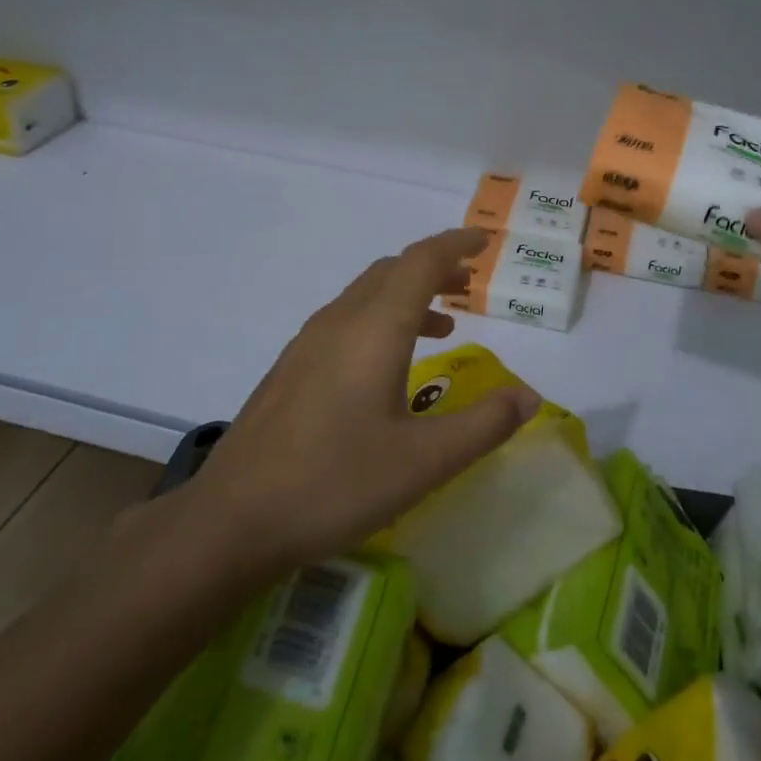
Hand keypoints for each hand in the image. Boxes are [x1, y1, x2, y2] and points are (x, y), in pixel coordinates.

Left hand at [160, 228, 539, 576]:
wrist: (232, 520)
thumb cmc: (336, 483)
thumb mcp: (425, 462)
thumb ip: (483, 425)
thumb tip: (528, 397)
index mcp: (374, 328)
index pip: (421, 261)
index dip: (456, 244)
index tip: (485, 241)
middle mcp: (339, 322)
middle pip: (392, 270)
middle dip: (434, 267)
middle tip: (469, 283)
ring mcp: (308, 344)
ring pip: (365, 294)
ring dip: (407, 294)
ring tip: (442, 323)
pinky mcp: (291, 368)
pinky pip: (345, 319)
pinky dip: (380, 318)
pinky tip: (388, 367)